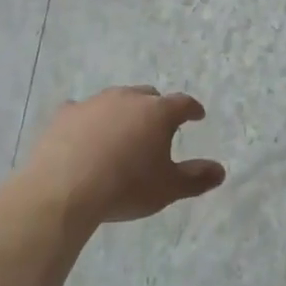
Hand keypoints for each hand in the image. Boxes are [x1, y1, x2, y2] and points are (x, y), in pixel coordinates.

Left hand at [23, 85, 224, 225]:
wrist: (65, 189)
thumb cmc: (126, 187)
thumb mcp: (167, 188)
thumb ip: (196, 178)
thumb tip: (220, 171)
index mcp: (157, 112)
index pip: (182, 103)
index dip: (191, 109)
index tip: (196, 116)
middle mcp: (127, 98)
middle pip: (147, 96)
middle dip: (155, 108)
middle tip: (157, 127)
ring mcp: (94, 102)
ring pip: (115, 100)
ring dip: (122, 112)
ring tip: (122, 133)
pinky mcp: (66, 114)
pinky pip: (82, 112)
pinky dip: (88, 121)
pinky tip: (84, 135)